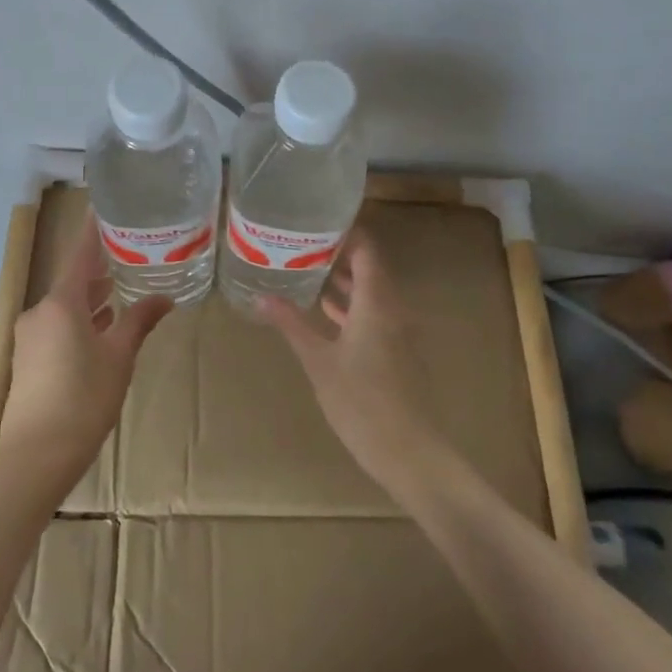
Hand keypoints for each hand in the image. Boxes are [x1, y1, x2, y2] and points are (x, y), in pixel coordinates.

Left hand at [0, 213, 172, 494]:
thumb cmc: (84, 399)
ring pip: (64, 306)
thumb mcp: (119, 357)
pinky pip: (56, 326)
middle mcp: (40, 312)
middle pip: (72, 281)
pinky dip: (78, 321)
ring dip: (90, 299)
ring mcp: (30, 336)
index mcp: (61, 303)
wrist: (36, 456)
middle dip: (98, 270)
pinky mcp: (28, 359)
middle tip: (127, 254)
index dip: (94, 231)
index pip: (80, 254)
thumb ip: (139, 321)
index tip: (104, 209)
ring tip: (119, 292)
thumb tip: (164, 297)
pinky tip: (98, 330)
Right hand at [258, 232, 441, 495]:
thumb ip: (292, 324)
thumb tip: (262, 296)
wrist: (408, 452)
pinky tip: (323, 309)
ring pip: (370, 291)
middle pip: (369, 267)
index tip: (316, 219)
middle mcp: (392, 308)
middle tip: (301, 241)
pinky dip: (349, 304)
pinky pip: (372, 313)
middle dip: (338, 252)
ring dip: (343, 279)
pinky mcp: (395, 351)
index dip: (346, 231)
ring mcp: (397, 331)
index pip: (367, 249)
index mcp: (377, 301)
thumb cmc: (361, 401)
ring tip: (306, 267)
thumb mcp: (319, 361)